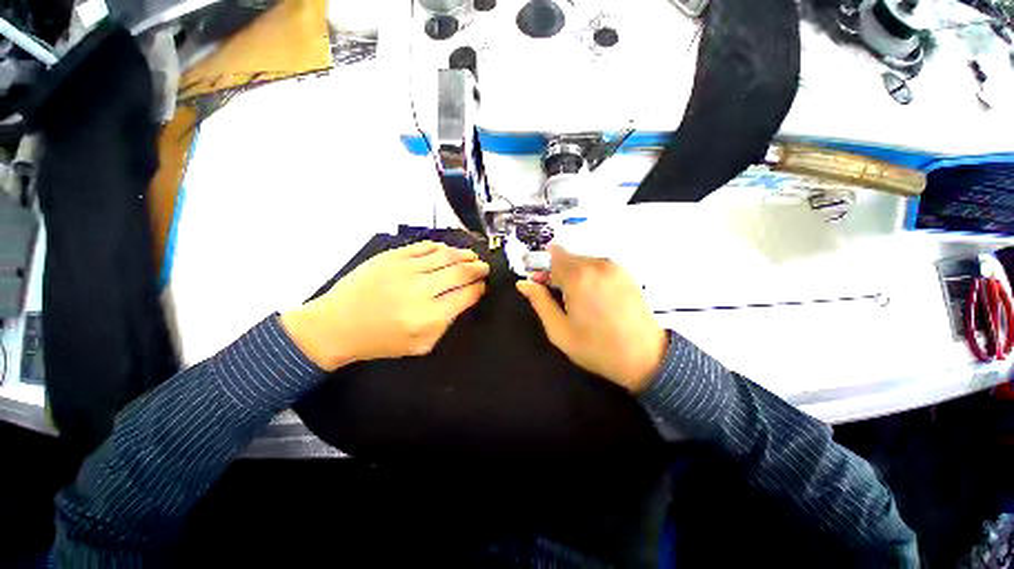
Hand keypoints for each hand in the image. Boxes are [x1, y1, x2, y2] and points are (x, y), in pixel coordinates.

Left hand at [281, 241, 488, 370]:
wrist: (336, 325)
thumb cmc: (381, 340)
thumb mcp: (421, 345)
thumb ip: (446, 323)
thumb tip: (464, 298)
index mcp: (429, 317)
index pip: (467, 295)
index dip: (480, 288)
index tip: (483, 286)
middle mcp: (421, 290)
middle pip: (461, 271)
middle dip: (478, 269)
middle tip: (484, 268)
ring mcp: (405, 269)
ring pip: (447, 255)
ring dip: (465, 255)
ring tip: (472, 257)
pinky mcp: (391, 256)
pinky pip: (425, 247)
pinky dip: (441, 247)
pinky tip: (447, 251)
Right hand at [516, 244, 667, 392]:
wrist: (645, 358)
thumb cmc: (596, 348)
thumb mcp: (559, 330)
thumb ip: (539, 302)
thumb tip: (523, 284)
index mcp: (578, 277)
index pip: (552, 256)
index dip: (542, 267)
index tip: (539, 282)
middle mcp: (597, 265)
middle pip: (567, 257)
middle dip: (556, 271)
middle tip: (556, 295)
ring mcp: (615, 267)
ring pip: (583, 261)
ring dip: (573, 274)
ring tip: (576, 299)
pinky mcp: (626, 273)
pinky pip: (599, 266)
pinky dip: (589, 275)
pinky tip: (593, 297)